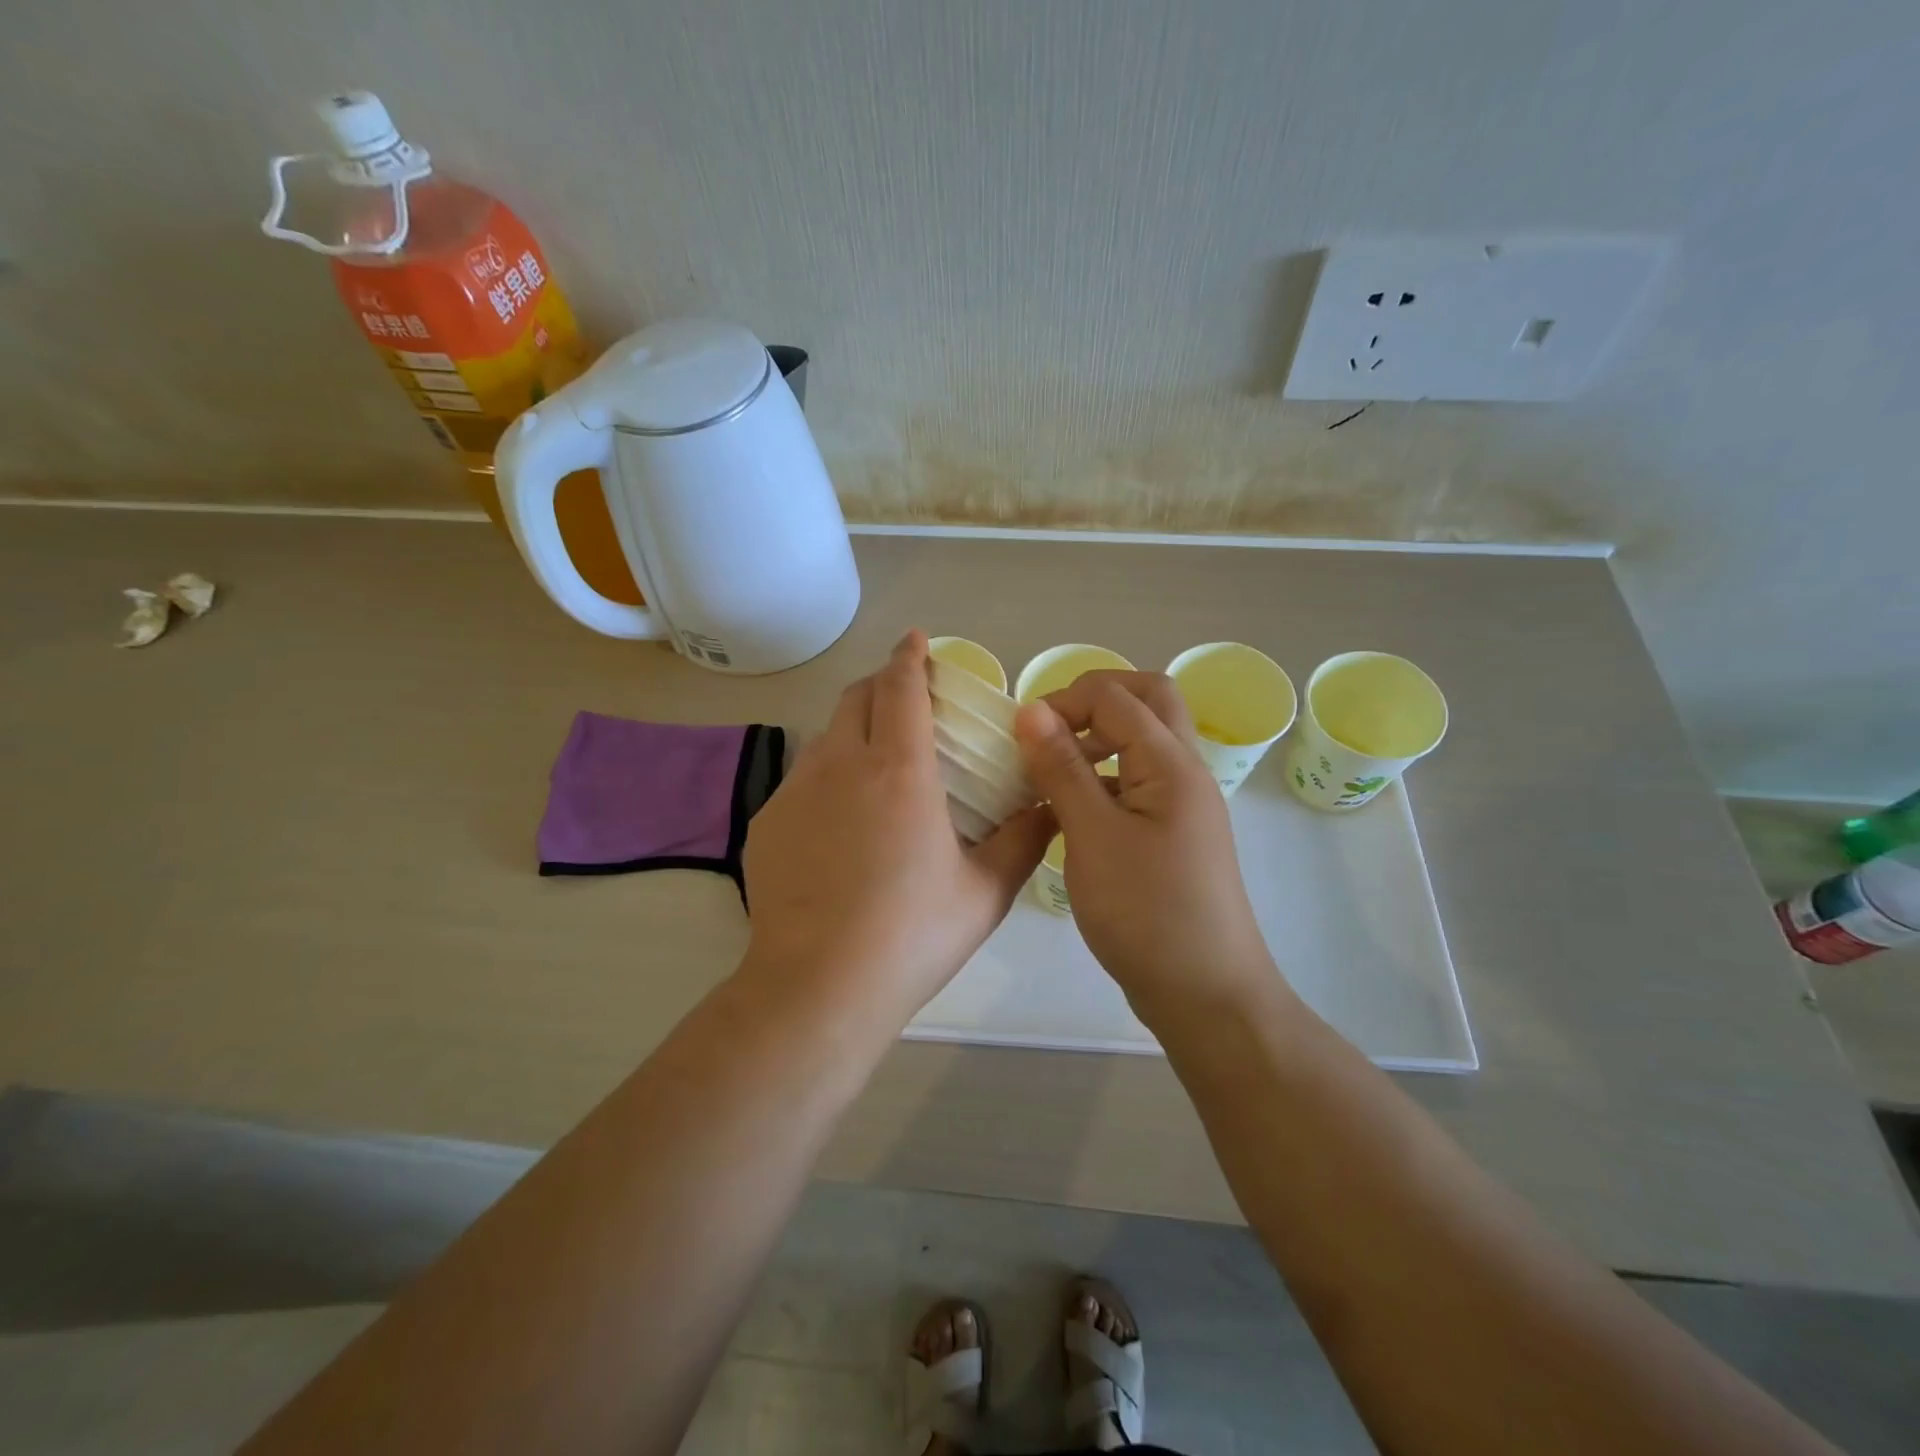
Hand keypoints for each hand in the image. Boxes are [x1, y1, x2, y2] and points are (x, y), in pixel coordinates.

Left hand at [742, 631, 1054, 1021]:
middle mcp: (840, 765)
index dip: (909, 657)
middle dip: (881, 684)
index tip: (915, 640)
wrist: (819, 987)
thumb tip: (1050, 807)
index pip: (899, 687)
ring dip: (852, 730)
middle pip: (855, 698)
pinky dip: (826, 778)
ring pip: (825, 737)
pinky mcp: (768, 824)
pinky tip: (838, 825)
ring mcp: (796, 793)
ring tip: (875, 763)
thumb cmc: (912, 934)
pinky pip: (801, 781)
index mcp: (898, 770)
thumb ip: (1024, 841)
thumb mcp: (986, 891)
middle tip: (905, 698)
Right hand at [1013, 672, 1281, 1019]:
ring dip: (1099, 737)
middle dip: (1093, 701)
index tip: (1020, 735)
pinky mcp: (1173, 833)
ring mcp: (1183, 804)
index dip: (1063, 701)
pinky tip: (1070, 811)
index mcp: (1172, 764)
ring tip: (1051, 769)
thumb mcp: (1092, 836)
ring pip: (1145, 740)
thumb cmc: (1146, 913)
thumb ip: (1062, 768)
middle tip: (1047, 729)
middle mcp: (1186, 771)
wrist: (1205, 994)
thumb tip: (1031, 709)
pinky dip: (1104, 776)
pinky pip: (1139, 780)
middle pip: (1148, 700)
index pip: (1116, 696)